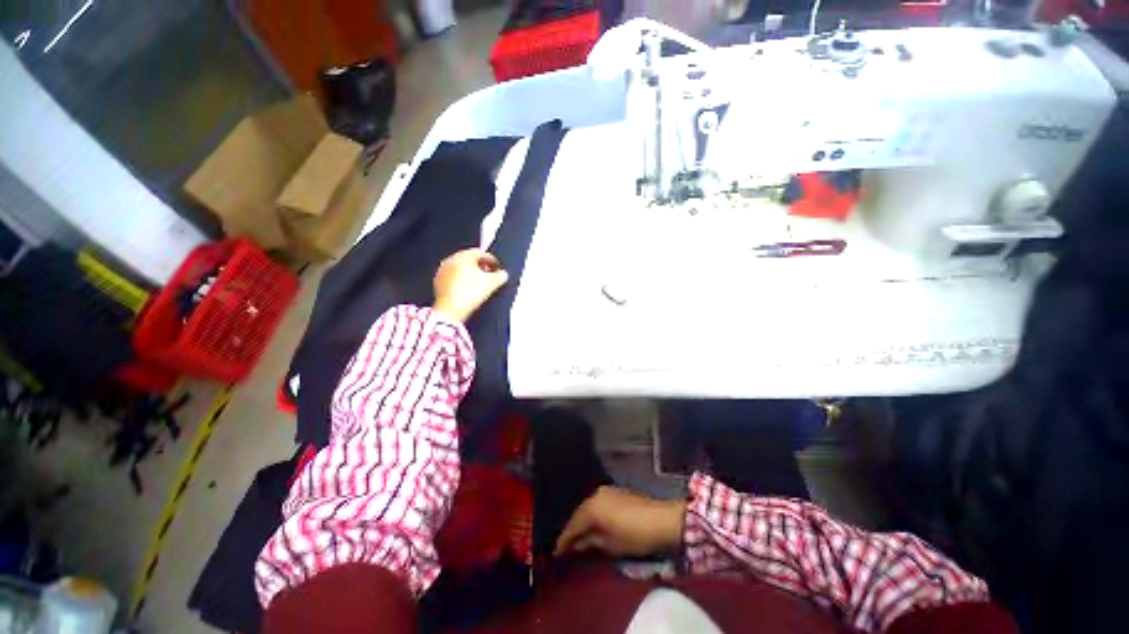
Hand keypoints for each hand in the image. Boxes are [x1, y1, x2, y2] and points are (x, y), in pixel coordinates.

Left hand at [432, 248, 508, 322]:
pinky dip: (461, 280)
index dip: (492, 259)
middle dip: (481, 266)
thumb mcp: (492, 284)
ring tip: (479, 282)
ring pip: (460, 268)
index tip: (497, 266)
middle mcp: (451, 260)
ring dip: (471, 273)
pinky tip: (468, 289)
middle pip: (469, 259)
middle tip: (490, 274)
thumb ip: (501, 276)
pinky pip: (453, 277)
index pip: (480, 253)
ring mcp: (443, 271)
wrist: (451, 310)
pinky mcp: (438, 282)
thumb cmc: (470, 293)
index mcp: (463, 256)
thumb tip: (503, 274)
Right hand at [555, 486, 686, 557]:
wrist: (661, 519)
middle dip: (572, 530)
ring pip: (588, 508)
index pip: (572, 525)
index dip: (564, 541)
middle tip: (566, 547)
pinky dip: (593, 515)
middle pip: (579, 514)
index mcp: (591, 508)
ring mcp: (605, 491)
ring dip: (583, 522)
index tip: (556, 554)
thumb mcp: (610, 545)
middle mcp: (595, 495)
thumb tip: (575, 546)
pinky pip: (597, 504)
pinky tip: (593, 525)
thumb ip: (590, 543)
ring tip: (579, 538)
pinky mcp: (615, 491)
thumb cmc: (634, 535)